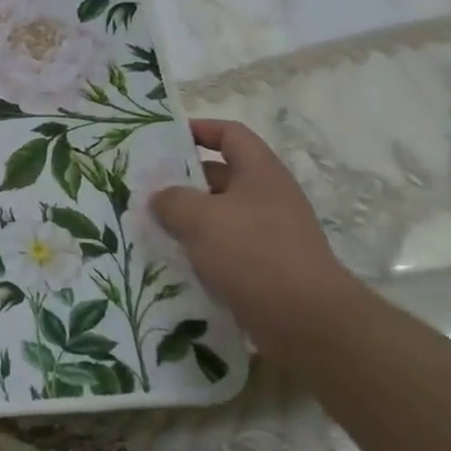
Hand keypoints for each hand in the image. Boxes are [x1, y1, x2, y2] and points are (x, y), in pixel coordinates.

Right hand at [150, 119, 355, 353]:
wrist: (306, 321)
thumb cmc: (253, 253)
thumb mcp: (200, 217)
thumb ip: (171, 200)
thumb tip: (160, 198)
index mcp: (260, 173)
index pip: (230, 134)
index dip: (199, 129)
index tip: (164, 138)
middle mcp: (268, 198)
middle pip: (220, 176)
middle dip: (182, 180)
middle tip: (144, 187)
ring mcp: (269, 234)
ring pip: (218, 215)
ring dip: (187, 218)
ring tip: (150, 225)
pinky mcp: (264, 267)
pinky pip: (224, 248)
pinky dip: (199, 249)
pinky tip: (172, 259)